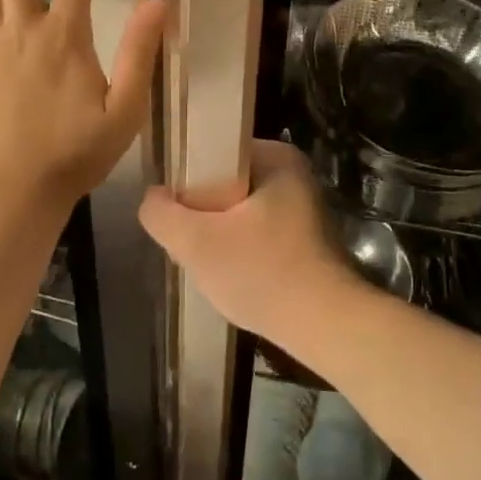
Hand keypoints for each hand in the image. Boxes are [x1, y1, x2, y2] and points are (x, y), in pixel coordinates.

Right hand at [139, 140, 362, 355]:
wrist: (327, 328)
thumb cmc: (263, 273)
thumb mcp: (197, 243)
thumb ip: (162, 214)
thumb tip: (153, 198)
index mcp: (276, 156)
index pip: (213, 152)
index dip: (185, 180)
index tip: (174, 212)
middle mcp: (293, 173)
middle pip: (224, 183)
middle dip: (202, 212)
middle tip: (188, 242)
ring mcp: (303, 207)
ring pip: (239, 211)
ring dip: (219, 235)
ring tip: (207, 262)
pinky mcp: (306, 238)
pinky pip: (258, 232)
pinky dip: (241, 250)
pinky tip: (233, 275)